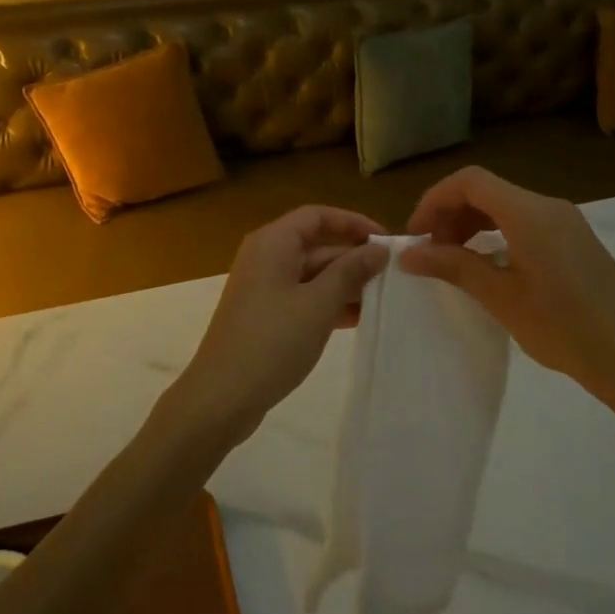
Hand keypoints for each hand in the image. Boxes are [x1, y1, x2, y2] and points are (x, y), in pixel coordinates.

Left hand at [163, 205, 388, 452]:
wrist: (221, 397)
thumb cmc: (272, 342)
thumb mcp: (318, 304)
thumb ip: (350, 273)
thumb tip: (378, 250)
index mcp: (273, 243)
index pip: (318, 216)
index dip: (353, 223)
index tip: (386, 242)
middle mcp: (266, 257)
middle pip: (316, 244)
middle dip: (353, 257)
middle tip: (393, 275)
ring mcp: (263, 288)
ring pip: (312, 274)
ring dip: (345, 283)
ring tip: (383, 298)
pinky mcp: (265, 316)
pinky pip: (303, 297)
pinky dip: (328, 304)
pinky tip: (358, 319)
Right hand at [399, 167, 614, 429]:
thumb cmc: (563, 327)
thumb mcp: (500, 297)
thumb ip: (453, 266)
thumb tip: (408, 254)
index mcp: (529, 213)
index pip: (469, 182)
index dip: (434, 200)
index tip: (415, 235)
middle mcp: (548, 207)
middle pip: (487, 190)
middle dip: (451, 213)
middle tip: (430, 251)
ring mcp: (566, 222)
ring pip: (505, 205)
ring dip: (472, 223)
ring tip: (453, 259)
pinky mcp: (576, 241)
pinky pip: (525, 222)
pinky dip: (496, 233)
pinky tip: (488, 265)